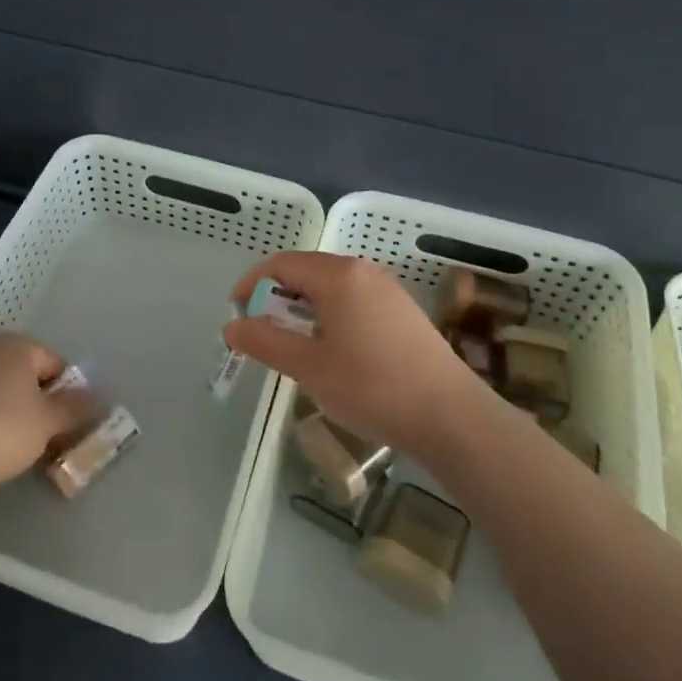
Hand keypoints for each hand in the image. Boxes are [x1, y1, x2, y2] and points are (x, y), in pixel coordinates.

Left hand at [0, 333, 96, 498]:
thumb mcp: (47, 424)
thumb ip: (75, 409)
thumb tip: (96, 398)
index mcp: (19, 346)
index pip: (56, 364)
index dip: (67, 395)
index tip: (66, 426)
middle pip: (25, 375)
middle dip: (38, 404)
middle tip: (43, 438)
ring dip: (9, 412)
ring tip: (11, 448)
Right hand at [224, 252, 500, 463]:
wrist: (450, 416)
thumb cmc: (371, 386)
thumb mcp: (308, 367)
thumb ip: (265, 341)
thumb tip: (231, 326)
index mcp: (338, 276)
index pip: (282, 264)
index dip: (252, 284)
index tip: (237, 313)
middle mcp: (363, 271)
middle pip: (307, 270)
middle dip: (277, 296)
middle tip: (261, 331)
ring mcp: (388, 290)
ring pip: (332, 286)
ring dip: (304, 306)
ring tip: (293, 342)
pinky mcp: (403, 311)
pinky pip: (354, 299)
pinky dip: (330, 313)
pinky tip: (333, 348)